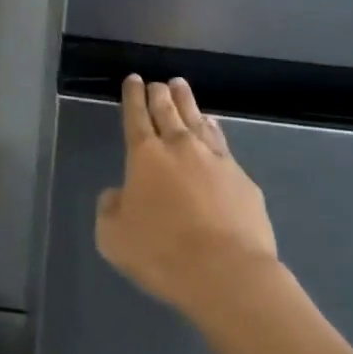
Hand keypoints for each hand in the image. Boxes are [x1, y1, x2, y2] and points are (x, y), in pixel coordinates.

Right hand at [96, 76, 281, 323]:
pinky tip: (214, 126)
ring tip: (181, 87)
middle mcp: (180, 147)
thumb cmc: (163, 253)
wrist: (228, 274)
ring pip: (197, 120)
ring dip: (187, 102)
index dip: (133, 96)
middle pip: (167, 111)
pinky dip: (214, 129)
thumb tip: (117, 195)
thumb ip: (110, 210)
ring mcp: (215, 160)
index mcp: (145, 155)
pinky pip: (222, 143)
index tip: (133, 79)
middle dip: (159, 94)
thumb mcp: (114, 238)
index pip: (136, 116)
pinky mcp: (242, 179)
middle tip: (157, 82)